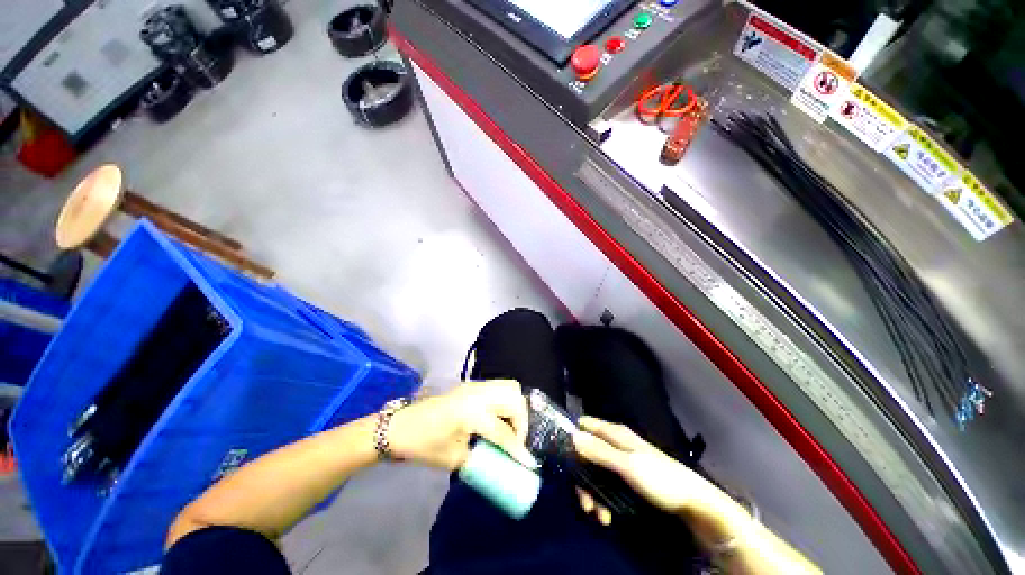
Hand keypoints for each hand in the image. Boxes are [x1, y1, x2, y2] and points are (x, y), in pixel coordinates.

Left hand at [387, 379, 537, 470]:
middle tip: (517, 440)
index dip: (518, 449)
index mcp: (470, 413)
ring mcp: (474, 386)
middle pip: (513, 398)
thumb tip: (504, 464)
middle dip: (522, 421)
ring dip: (516, 407)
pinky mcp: (472, 385)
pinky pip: (499, 387)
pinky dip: (506, 401)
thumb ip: (482, 460)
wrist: (400, 426)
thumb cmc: (423, 445)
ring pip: (509, 387)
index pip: (503, 431)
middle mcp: (477, 393)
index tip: (529, 463)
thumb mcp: (453, 459)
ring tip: (510, 428)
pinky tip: (498, 418)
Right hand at [573, 416, 720, 518]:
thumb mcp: (628, 466)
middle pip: (586, 453)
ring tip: (597, 515)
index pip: (585, 425)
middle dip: (581, 477)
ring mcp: (621, 461)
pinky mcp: (627, 479)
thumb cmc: (661, 480)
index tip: (562, 457)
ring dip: (591, 493)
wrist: (693, 503)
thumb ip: (600, 451)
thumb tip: (572, 436)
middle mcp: (615, 444)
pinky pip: (606, 485)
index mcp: (615, 433)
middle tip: (583, 501)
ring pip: (595, 472)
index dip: (572, 436)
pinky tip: (606, 516)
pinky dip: (602, 500)